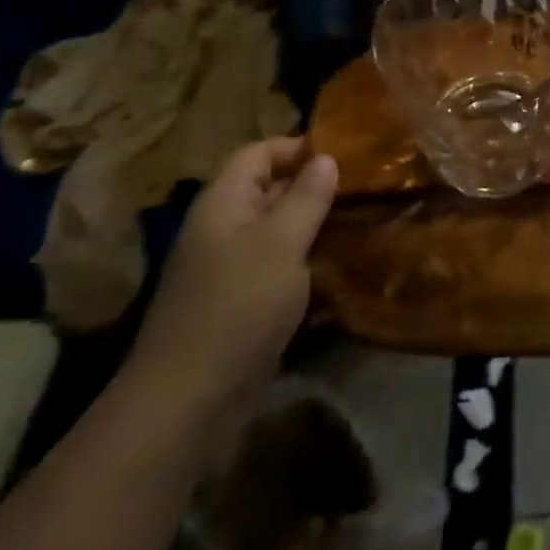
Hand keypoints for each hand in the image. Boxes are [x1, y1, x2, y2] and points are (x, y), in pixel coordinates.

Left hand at [125, 138, 337, 425]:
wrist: (187, 401)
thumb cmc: (238, 306)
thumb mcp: (282, 243)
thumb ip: (306, 197)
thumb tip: (326, 158)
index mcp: (224, 202)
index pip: (259, 152)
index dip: (297, 147)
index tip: (344, 155)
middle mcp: (222, 228)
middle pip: (268, 190)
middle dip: (312, 188)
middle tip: (362, 192)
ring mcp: (227, 269)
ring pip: (275, 232)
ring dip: (312, 229)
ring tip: (358, 226)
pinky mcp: (237, 305)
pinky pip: (275, 270)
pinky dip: (303, 266)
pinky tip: (337, 273)